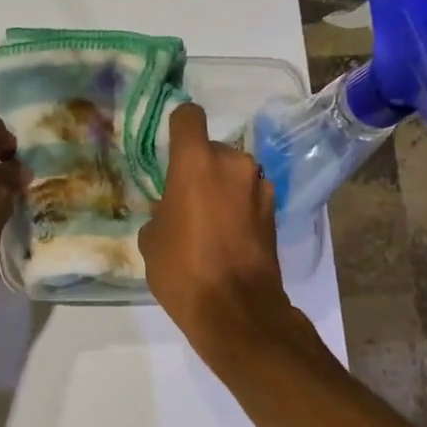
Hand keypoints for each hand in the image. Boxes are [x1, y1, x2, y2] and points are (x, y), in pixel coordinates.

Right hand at [140, 102, 293, 353]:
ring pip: (234, 175)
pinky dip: (238, 208)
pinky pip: (249, 198)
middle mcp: (234, 164)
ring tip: (208, 223)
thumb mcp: (152, 241)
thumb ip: (160, 213)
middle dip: (200, 169)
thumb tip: (170, 211)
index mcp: (196, 162)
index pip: (188, 117)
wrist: (236, 309)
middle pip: (213, 150)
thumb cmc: (183, 270)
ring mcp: (259, 187)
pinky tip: (227, 237)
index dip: (178, 127)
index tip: (170, 147)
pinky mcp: (275, 212)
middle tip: (185, 201)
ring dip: (222, 189)